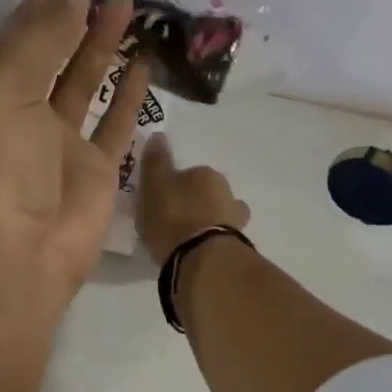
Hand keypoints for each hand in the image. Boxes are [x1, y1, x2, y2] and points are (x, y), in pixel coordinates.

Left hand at [0, 0, 152, 307]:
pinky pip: (115, 123)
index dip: (48, 1)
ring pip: (85, 83)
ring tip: (131, 6)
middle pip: (53, 55)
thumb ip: (40, 35)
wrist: (23, 253)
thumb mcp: (6, 88)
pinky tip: (143, 62)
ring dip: (104, 47)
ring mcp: (61, 144)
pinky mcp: (97, 171)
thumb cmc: (3, 167)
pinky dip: (128, 94)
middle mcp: (23, 115)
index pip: (19, 35)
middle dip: (78, 18)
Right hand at [136, 133, 251, 262]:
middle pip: (206, 195)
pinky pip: (220, 239)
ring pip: (218, 216)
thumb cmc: (172, 217)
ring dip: (206, 224)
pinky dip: (211, 243)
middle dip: (194, 205)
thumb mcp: (154, 186)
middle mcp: (226, 191)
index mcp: (205, 174)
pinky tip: (198, 254)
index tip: (161, 203)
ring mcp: (236, 220)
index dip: (174, 188)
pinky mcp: (237, 246)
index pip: (188, 175)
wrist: (202, 257)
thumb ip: (156, 162)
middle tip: (173, 222)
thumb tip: (159, 134)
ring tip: (187, 241)